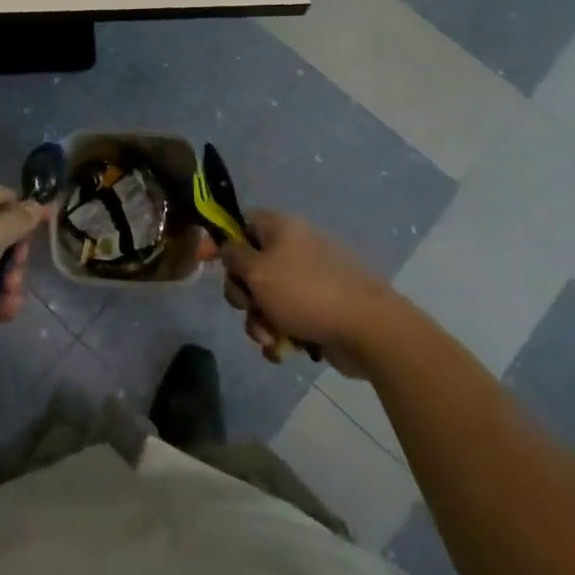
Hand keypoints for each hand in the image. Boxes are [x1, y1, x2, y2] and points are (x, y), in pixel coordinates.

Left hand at [0, 187, 50, 334]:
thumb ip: (19, 220)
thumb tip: (40, 203)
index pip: (3, 197)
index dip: (25, 210)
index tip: (44, 229)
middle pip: (0, 238)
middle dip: (17, 258)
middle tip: (17, 273)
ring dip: (8, 286)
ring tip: (9, 302)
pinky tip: (1, 315)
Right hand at [208, 210, 393, 374]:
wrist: (368, 329)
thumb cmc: (305, 292)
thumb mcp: (257, 271)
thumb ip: (233, 256)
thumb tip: (229, 247)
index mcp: (281, 228)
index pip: (241, 223)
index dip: (221, 241)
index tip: (206, 262)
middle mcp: (295, 248)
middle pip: (251, 266)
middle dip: (244, 294)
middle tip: (249, 307)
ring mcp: (311, 280)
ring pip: (267, 298)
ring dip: (260, 321)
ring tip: (271, 339)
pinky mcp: (322, 309)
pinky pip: (288, 318)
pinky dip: (282, 334)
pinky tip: (285, 351)